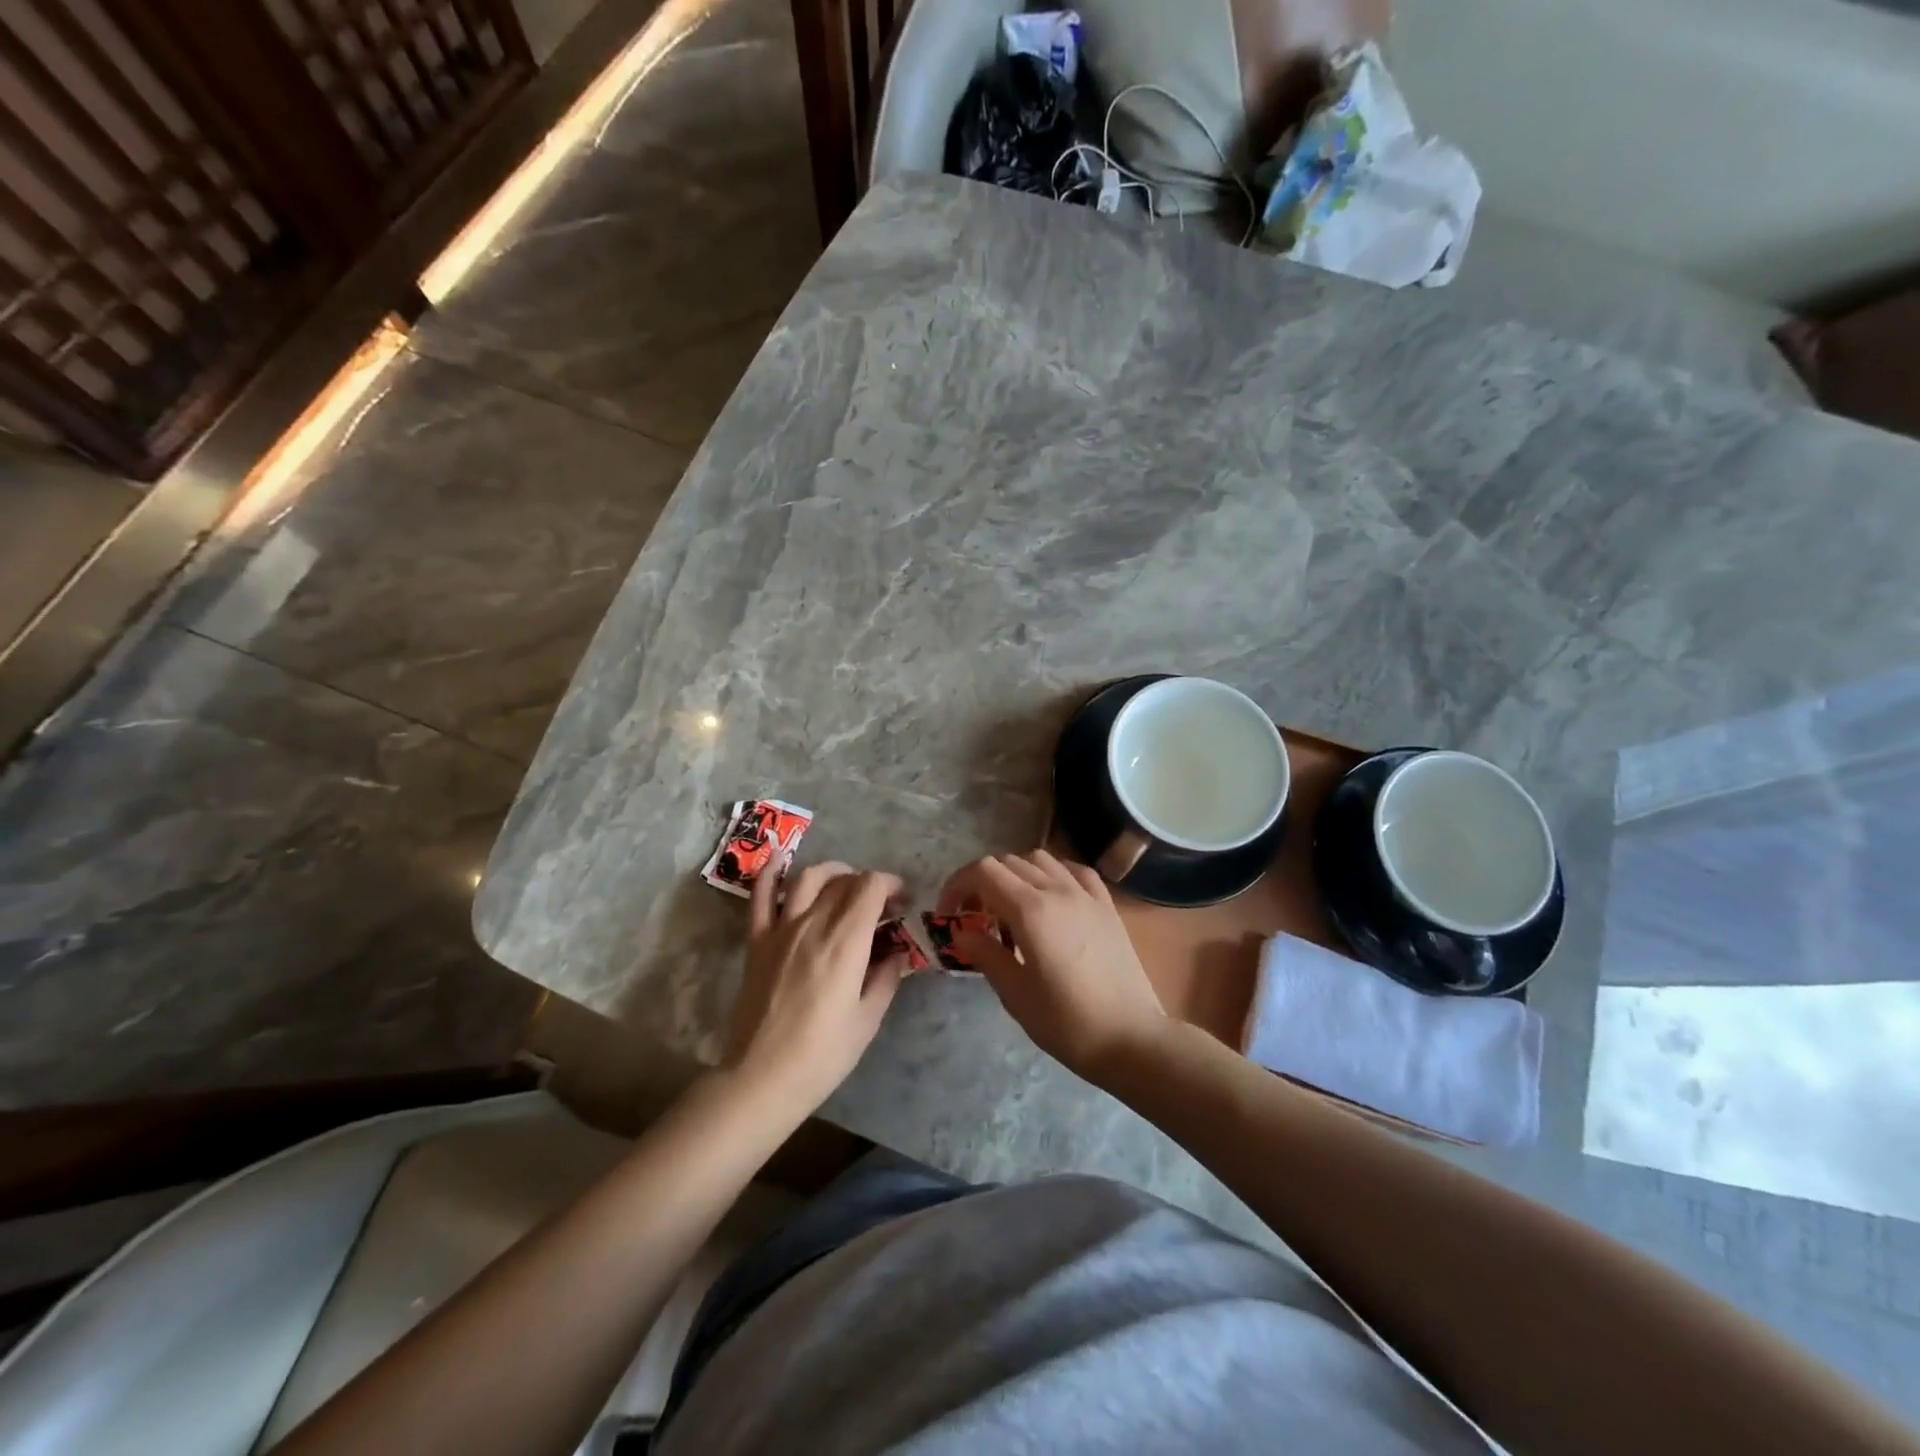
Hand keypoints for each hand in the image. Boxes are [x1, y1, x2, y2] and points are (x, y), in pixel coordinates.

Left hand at [727, 862, 908, 1111]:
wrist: (760, 1078)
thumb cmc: (822, 1055)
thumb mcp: (867, 1020)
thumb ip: (886, 978)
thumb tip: (898, 952)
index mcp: (846, 942)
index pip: (871, 887)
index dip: (892, 884)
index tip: (903, 902)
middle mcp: (814, 924)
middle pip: (844, 881)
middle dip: (869, 884)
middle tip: (880, 905)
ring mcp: (781, 929)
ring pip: (808, 878)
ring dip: (832, 872)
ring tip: (844, 884)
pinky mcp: (756, 941)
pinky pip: (760, 896)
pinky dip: (770, 872)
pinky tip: (780, 857)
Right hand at [938, 849, 1166, 1080]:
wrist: (1131, 1039)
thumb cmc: (1067, 1023)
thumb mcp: (1015, 994)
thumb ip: (986, 954)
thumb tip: (963, 931)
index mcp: (1030, 910)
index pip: (983, 872)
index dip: (957, 885)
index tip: (949, 914)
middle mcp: (1058, 890)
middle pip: (1008, 862)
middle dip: (982, 882)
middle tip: (975, 917)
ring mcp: (1086, 895)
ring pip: (1041, 859)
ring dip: (1016, 874)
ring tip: (1011, 908)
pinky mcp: (1107, 906)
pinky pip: (1075, 871)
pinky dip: (1054, 874)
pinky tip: (1051, 898)